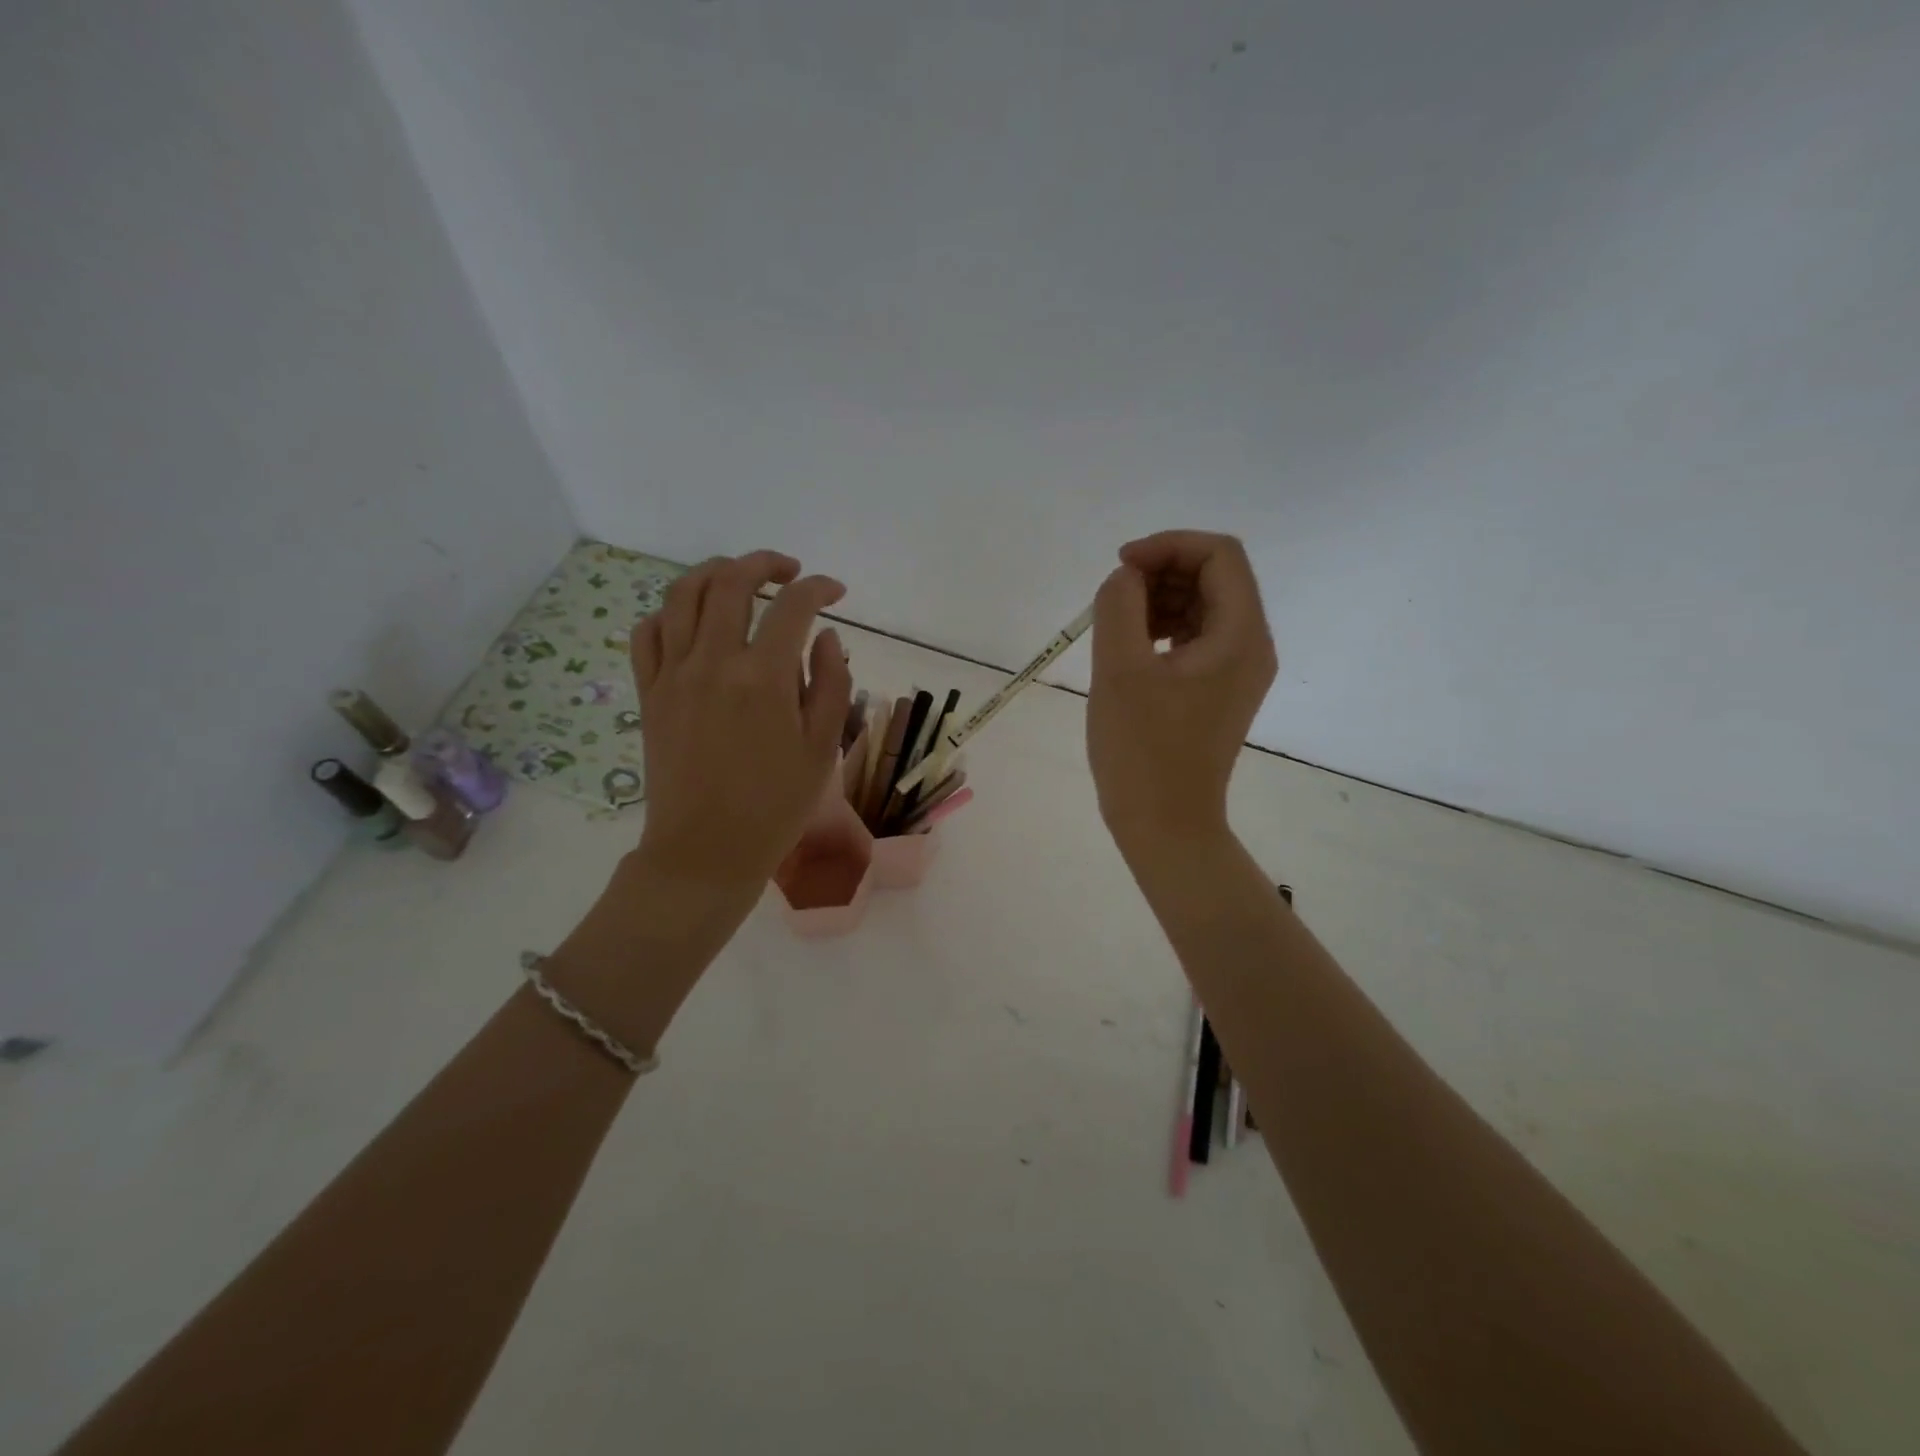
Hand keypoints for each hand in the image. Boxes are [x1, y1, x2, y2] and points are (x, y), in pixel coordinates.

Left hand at [629, 551, 851, 889]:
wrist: (707, 850)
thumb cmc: (775, 805)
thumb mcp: (822, 748)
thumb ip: (832, 683)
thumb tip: (826, 636)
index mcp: (764, 678)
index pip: (793, 606)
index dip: (820, 588)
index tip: (836, 591)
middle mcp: (714, 662)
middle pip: (731, 582)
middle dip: (765, 563)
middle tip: (789, 571)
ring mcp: (673, 675)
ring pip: (682, 595)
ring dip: (713, 573)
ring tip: (738, 577)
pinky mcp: (649, 694)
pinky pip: (647, 633)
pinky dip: (669, 612)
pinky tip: (691, 620)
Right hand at [1086, 531, 1275, 859]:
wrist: (1165, 824)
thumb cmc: (1142, 750)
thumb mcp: (1119, 670)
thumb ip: (1119, 606)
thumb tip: (1126, 578)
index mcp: (1240, 636)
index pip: (1220, 555)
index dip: (1168, 546)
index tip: (1121, 567)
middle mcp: (1251, 646)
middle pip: (1216, 576)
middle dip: (1162, 572)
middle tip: (1114, 598)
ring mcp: (1238, 670)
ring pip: (1204, 605)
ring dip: (1160, 600)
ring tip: (1117, 626)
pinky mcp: (1219, 690)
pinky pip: (1197, 638)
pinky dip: (1164, 629)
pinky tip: (1131, 649)